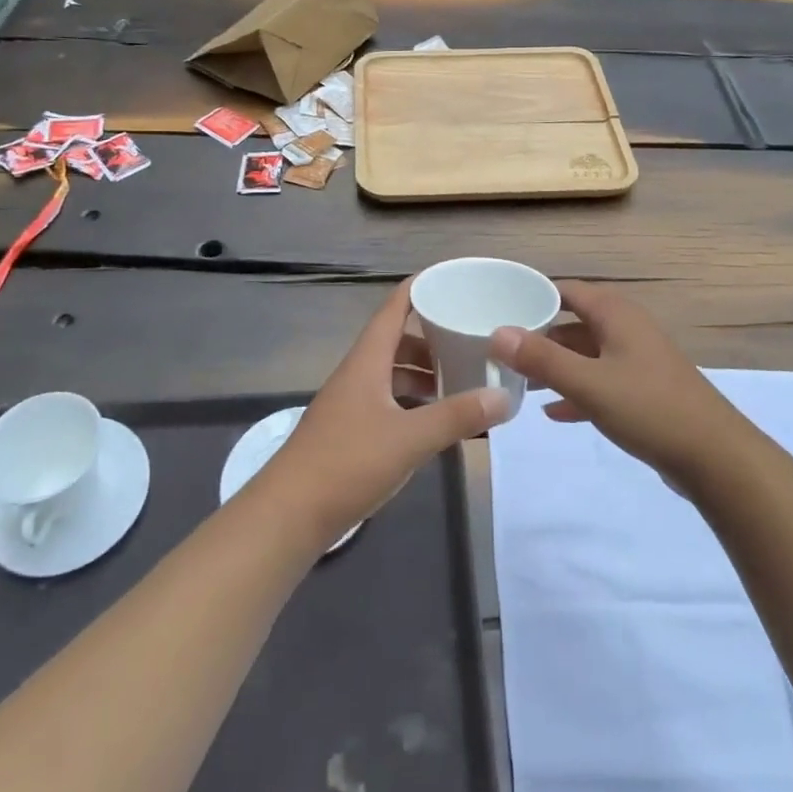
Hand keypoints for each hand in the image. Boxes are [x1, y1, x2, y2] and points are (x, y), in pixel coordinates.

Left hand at [264, 283, 510, 549]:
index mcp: (367, 361)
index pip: (393, 308)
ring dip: (422, 372)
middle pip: (395, 340)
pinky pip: (387, 401)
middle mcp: (357, 374)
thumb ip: (457, 417)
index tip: (451, 277)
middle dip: (431, 337)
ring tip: (459, 380)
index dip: (419, 288)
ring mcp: (350, 403)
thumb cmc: (347, 463)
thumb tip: (504, 397)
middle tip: (469, 339)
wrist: (289, 514)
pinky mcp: (349, 431)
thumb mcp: (409, 439)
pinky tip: (433, 420)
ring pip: (391, 373)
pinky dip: (412, 401)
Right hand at [487, 281, 738, 481]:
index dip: (533, 297)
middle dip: (540, 336)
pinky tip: (554, 412)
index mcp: (616, 314)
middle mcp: (627, 329)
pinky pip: (601, 381)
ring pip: (587, 354)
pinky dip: (577, 390)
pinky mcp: (645, 391)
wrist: (716, 458)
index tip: (499, 309)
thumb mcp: (588, 383)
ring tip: (520, 383)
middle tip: (503, 351)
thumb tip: (497, 332)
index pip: (567, 290)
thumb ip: (541, 358)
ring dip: (556, 365)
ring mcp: (638, 360)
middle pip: (574, 323)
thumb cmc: (649, 409)